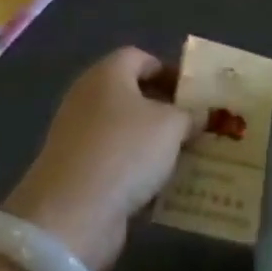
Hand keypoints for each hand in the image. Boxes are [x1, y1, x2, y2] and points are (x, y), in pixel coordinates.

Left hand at [2, 48, 195, 270]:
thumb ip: (189, 114)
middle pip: (132, 94)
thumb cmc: (126, 151)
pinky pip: (116, 161)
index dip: (169, 70)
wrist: (73, 213)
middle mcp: (88, 98)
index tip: (195, 93)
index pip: (140, 58)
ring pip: (126, 131)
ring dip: (154, 142)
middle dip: (165, 108)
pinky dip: (137, 169)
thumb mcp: (171, 125)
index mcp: (107, 74)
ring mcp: (78, 136)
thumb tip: (198, 114)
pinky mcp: (77, 171)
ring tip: (187, 155)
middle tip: (196, 125)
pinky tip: (163, 185)